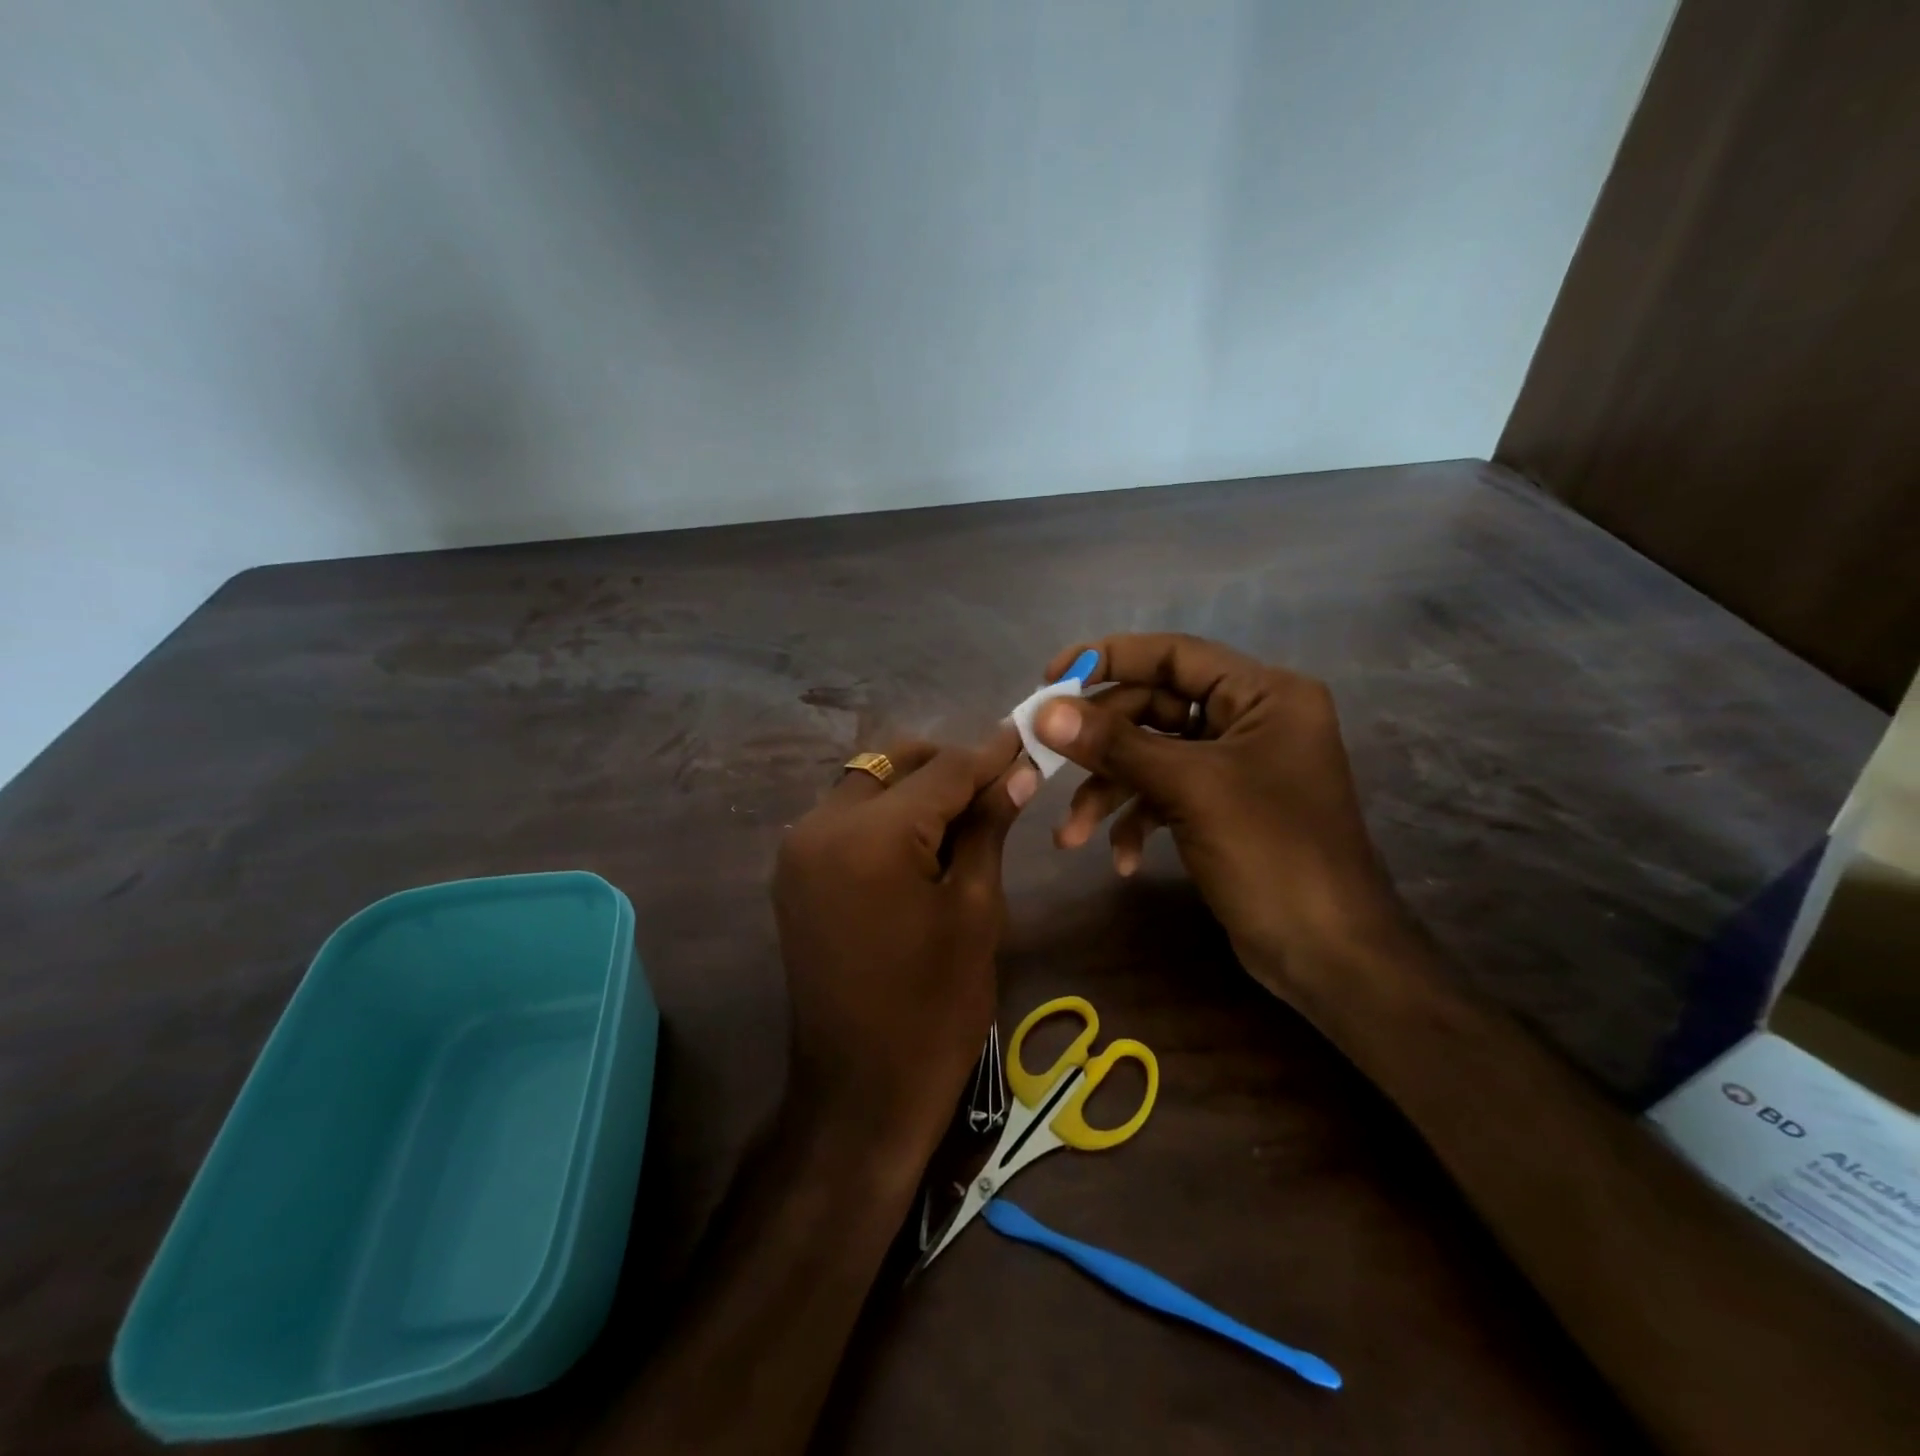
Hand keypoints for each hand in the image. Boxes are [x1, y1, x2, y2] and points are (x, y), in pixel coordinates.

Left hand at [773, 731, 1037, 1164]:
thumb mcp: (975, 910)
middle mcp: (820, 826)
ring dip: (914, 786)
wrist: (861, 1090)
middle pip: (894, 763)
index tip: (1026, 738)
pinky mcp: (793, 872)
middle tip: (998, 783)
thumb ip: (987, 828)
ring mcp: (798, 849)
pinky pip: (845, 816)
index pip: (943, 770)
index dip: (990, 754)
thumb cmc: (935, 1007)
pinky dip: (885, 813)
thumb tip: (1016, 772)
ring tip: (965, 812)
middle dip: (947, 765)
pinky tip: (921, 838)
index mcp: (871, 836)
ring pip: (866, 783)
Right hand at [1033, 634, 1405, 993]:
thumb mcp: (1188, 789)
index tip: (1051, 679)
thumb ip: (1114, 744)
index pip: (1174, 654)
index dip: (1110, 658)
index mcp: (1263, 694)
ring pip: (1152, 757)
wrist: (1328, 954)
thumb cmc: (1271, 853)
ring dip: (1109, 793)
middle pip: (1154, 709)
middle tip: (1044, 763)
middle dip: (1100, 746)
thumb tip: (1044, 712)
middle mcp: (1250, 719)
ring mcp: (1235, 766)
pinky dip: (1137, 821)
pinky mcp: (1221, 807)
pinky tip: (1122, 860)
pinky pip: (1165, 795)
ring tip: (1071, 837)